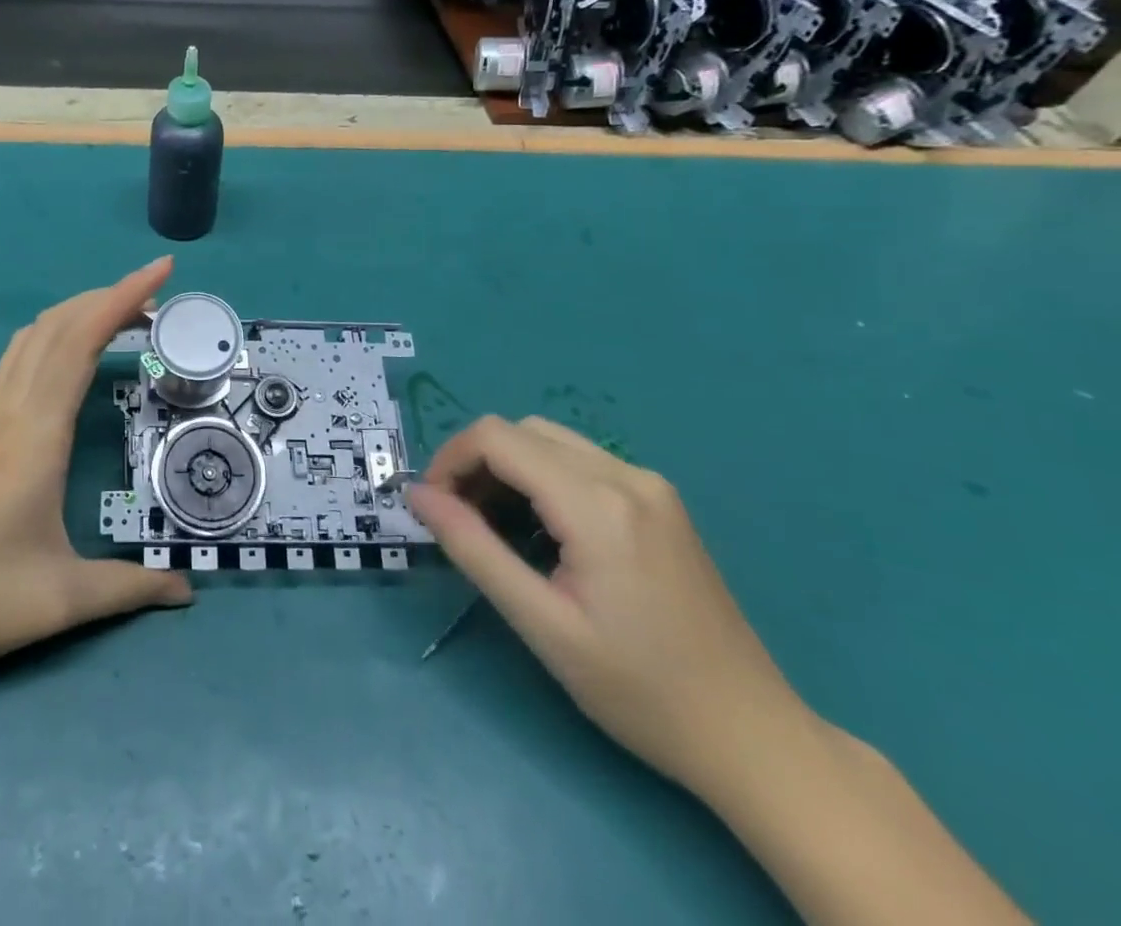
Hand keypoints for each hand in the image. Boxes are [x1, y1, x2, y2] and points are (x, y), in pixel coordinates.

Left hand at [0, 256, 191, 697]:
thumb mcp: (62, 600)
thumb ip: (130, 588)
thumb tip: (187, 591)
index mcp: (35, 435)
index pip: (81, 341)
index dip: (123, 297)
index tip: (161, 268)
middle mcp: (9, 412)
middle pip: (56, 326)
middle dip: (107, 296)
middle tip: (156, 298)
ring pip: (31, 339)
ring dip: (76, 313)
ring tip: (119, 318)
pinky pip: (17, 363)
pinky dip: (52, 338)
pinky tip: (67, 360)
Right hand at [406, 415, 811, 796]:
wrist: (752, 737)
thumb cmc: (639, 691)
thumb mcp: (541, 624)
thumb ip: (472, 548)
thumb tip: (416, 494)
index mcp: (598, 504)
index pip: (496, 438)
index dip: (450, 460)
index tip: (432, 507)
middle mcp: (626, 476)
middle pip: (520, 431)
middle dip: (475, 464)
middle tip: (459, 521)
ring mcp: (650, 485)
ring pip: (548, 441)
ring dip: (506, 468)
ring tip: (493, 527)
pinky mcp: (660, 502)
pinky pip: (579, 461)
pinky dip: (540, 478)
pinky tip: (541, 531)